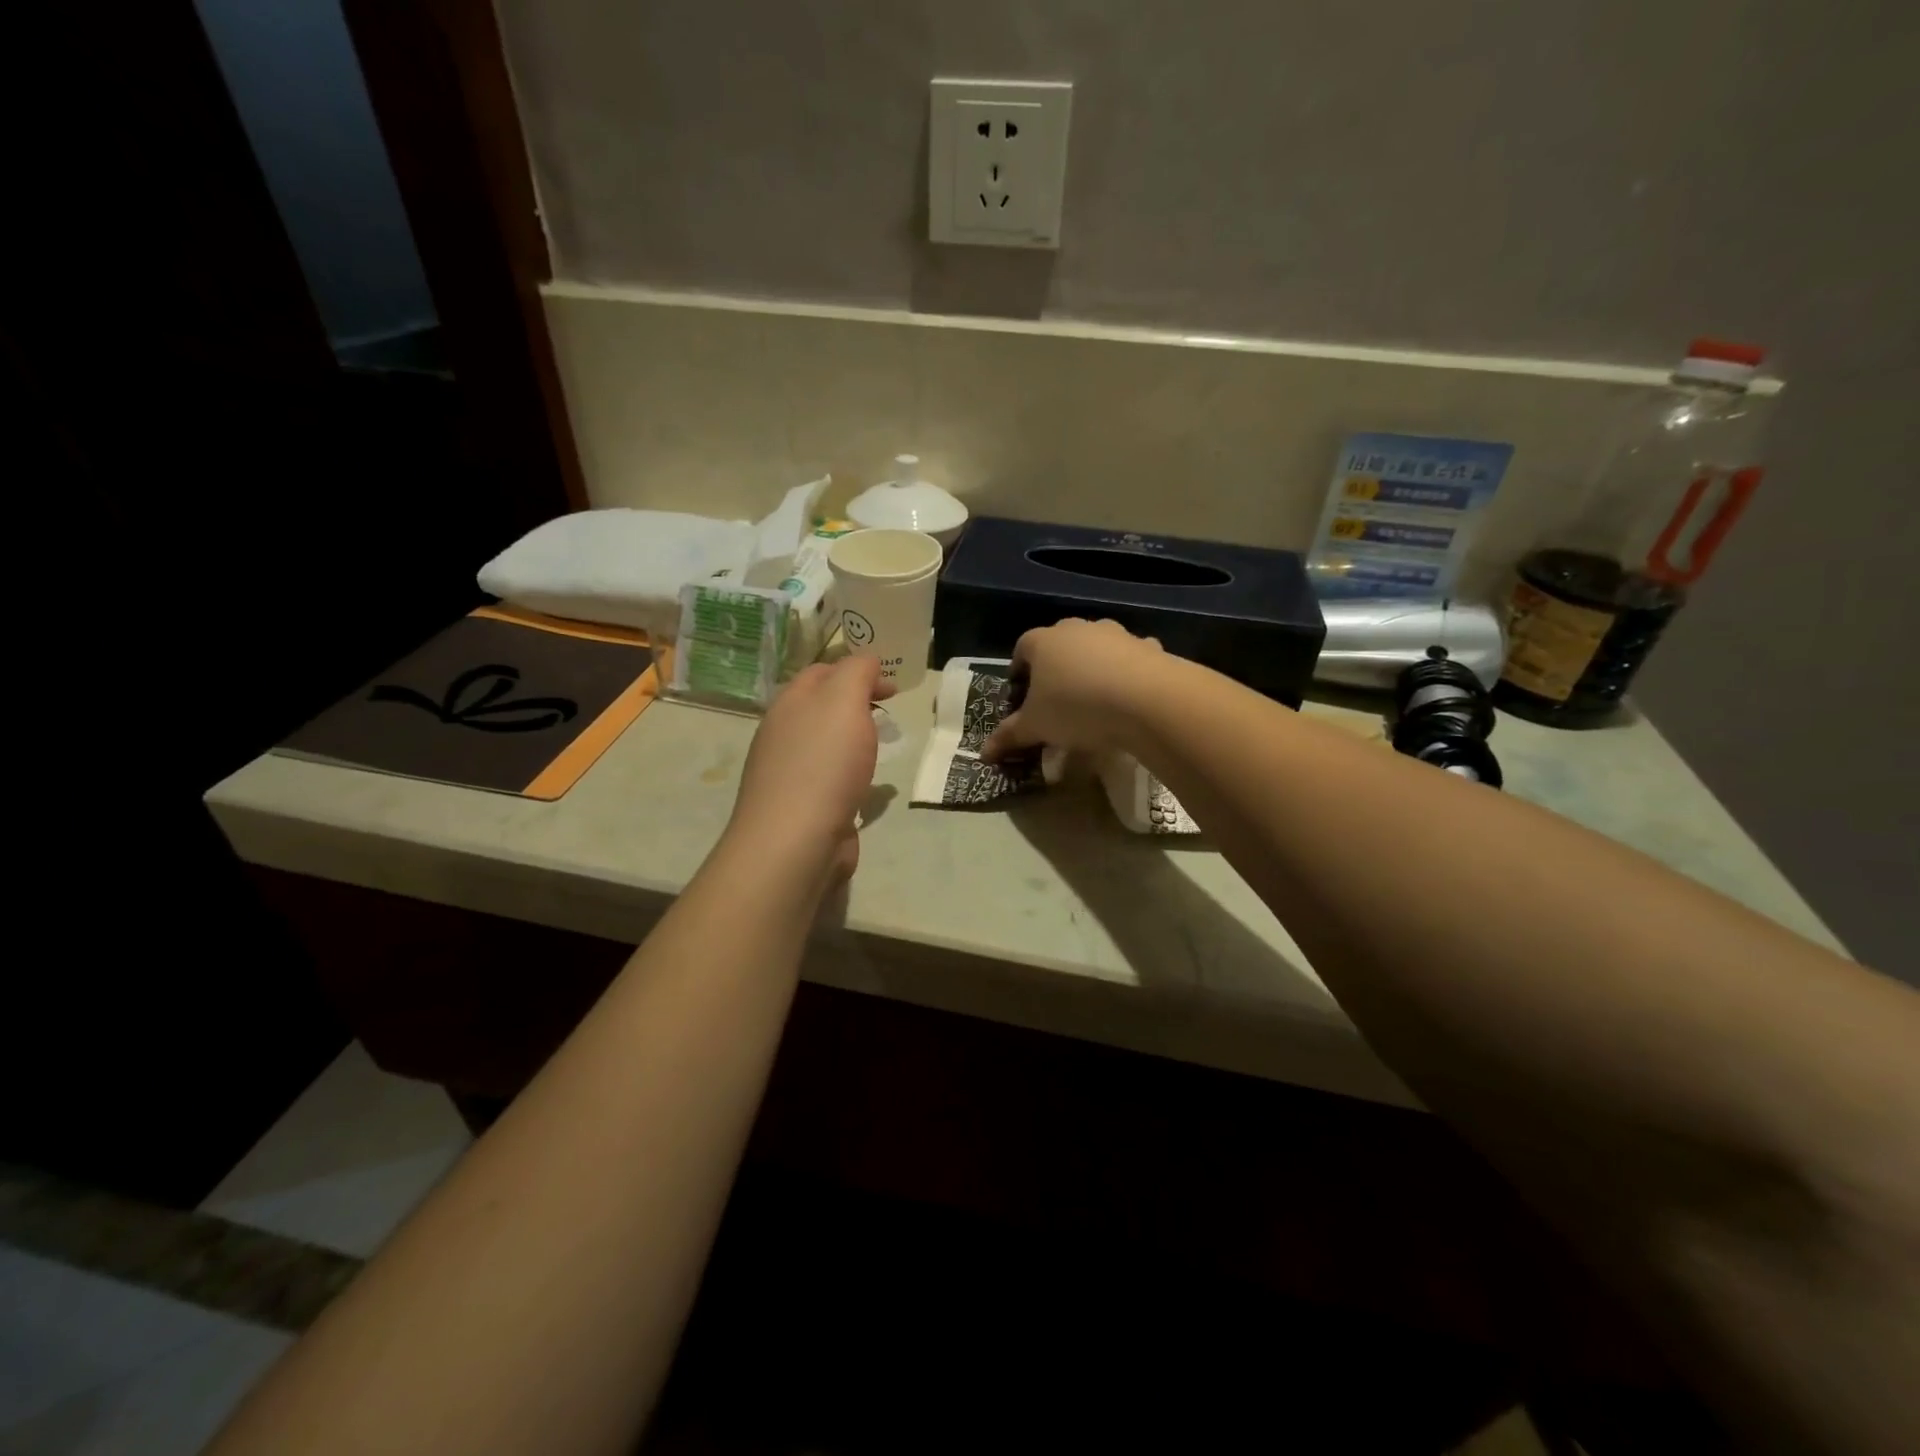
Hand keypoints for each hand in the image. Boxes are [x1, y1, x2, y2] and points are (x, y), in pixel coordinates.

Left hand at [726, 656, 890, 888]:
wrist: (796, 841)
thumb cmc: (823, 763)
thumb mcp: (844, 700)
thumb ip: (857, 672)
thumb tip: (867, 661)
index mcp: (790, 704)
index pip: (822, 672)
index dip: (858, 670)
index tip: (892, 685)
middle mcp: (784, 734)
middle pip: (822, 707)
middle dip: (855, 704)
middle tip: (890, 711)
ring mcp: (790, 773)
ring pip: (826, 745)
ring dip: (854, 741)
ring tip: (882, 746)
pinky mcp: (803, 807)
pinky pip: (831, 781)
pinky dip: (852, 776)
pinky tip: (869, 788)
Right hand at [980, 619, 1164, 761]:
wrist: (1146, 700)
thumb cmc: (1076, 708)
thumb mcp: (1036, 727)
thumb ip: (1009, 736)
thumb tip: (983, 753)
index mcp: (1042, 641)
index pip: (1021, 650)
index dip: (1019, 673)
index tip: (1021, 698)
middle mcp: (1077, 629)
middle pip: (1058, 645)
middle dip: (1055, 670)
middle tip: (1055, 702)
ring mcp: (1115, 634)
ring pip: (1096, 649)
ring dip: (1092, 668)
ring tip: (1094, 702)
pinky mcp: (1148, 646)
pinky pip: (1131, 657)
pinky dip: (1127, 672)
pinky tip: (1129, 697)